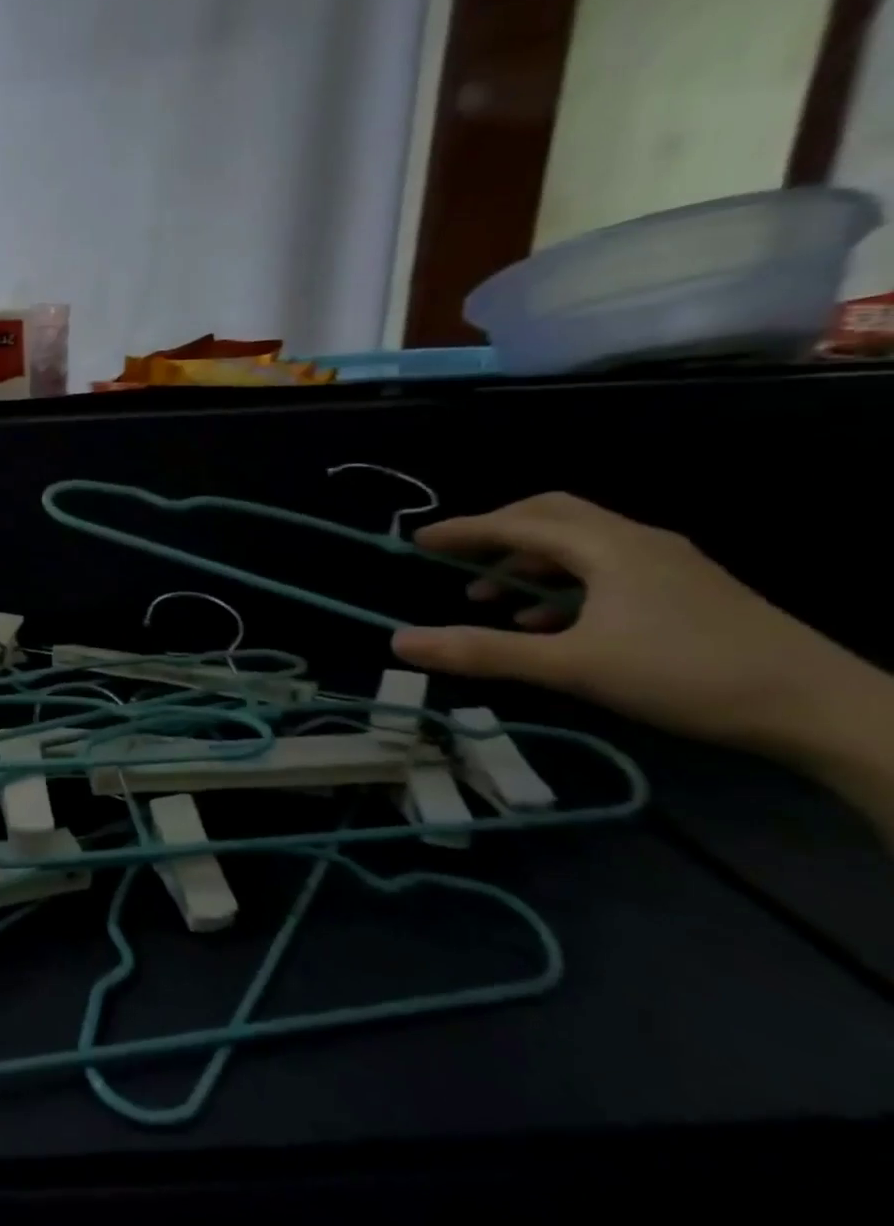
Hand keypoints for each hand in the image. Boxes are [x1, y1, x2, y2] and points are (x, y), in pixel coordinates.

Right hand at [389, 492, 885, 762]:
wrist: (824, 710)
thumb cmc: (687, 676)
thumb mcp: (572, 666)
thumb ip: (483, 652)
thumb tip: (400, 642)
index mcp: (608, 547)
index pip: (517, 522)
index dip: (463, 530)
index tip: (418, 541)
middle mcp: (637, 542)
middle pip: (552, 516)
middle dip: (497, 533)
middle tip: (456, 557)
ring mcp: (668, 565)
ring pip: (580, 544)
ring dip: (527, 563)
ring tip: (492, 599)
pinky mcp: (686, 591)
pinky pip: (606, 569)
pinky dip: (563, 585)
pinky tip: (550, 623)